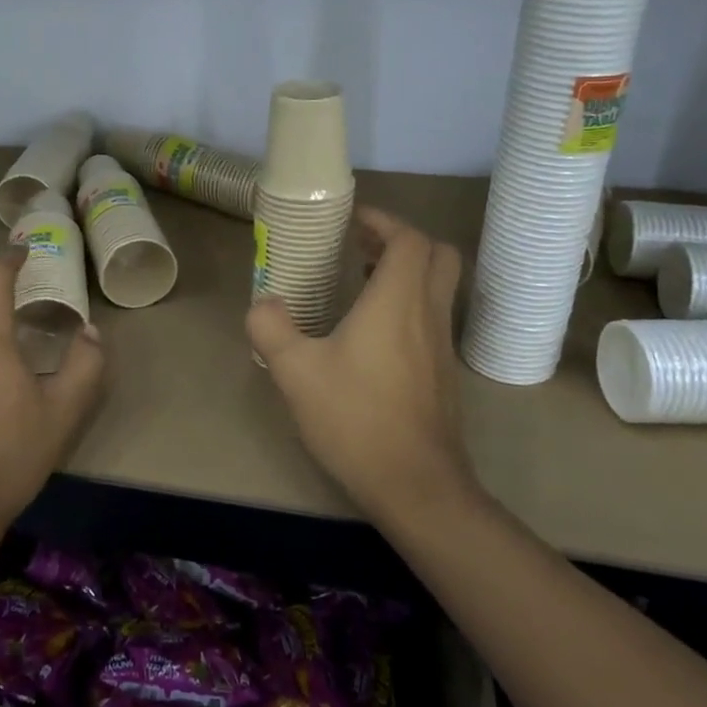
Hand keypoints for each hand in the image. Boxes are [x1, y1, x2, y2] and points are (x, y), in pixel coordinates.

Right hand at [247, 207, 479, 526]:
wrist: (416, 485)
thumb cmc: (356, 418)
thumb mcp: (295, 372)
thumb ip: (271, 328)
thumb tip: (263, 303)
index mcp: (397, 301)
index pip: (410, 239)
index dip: (385, 221)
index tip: (354, 221)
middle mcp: (428, 314)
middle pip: (438, 255)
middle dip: (402, 240)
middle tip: (362, 246)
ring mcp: (442, 345)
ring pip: (439, 287)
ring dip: (407, 272)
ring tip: (361, 281)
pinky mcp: (444, 373)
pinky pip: (433, 317)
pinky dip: (409, 304)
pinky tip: (372, 333)